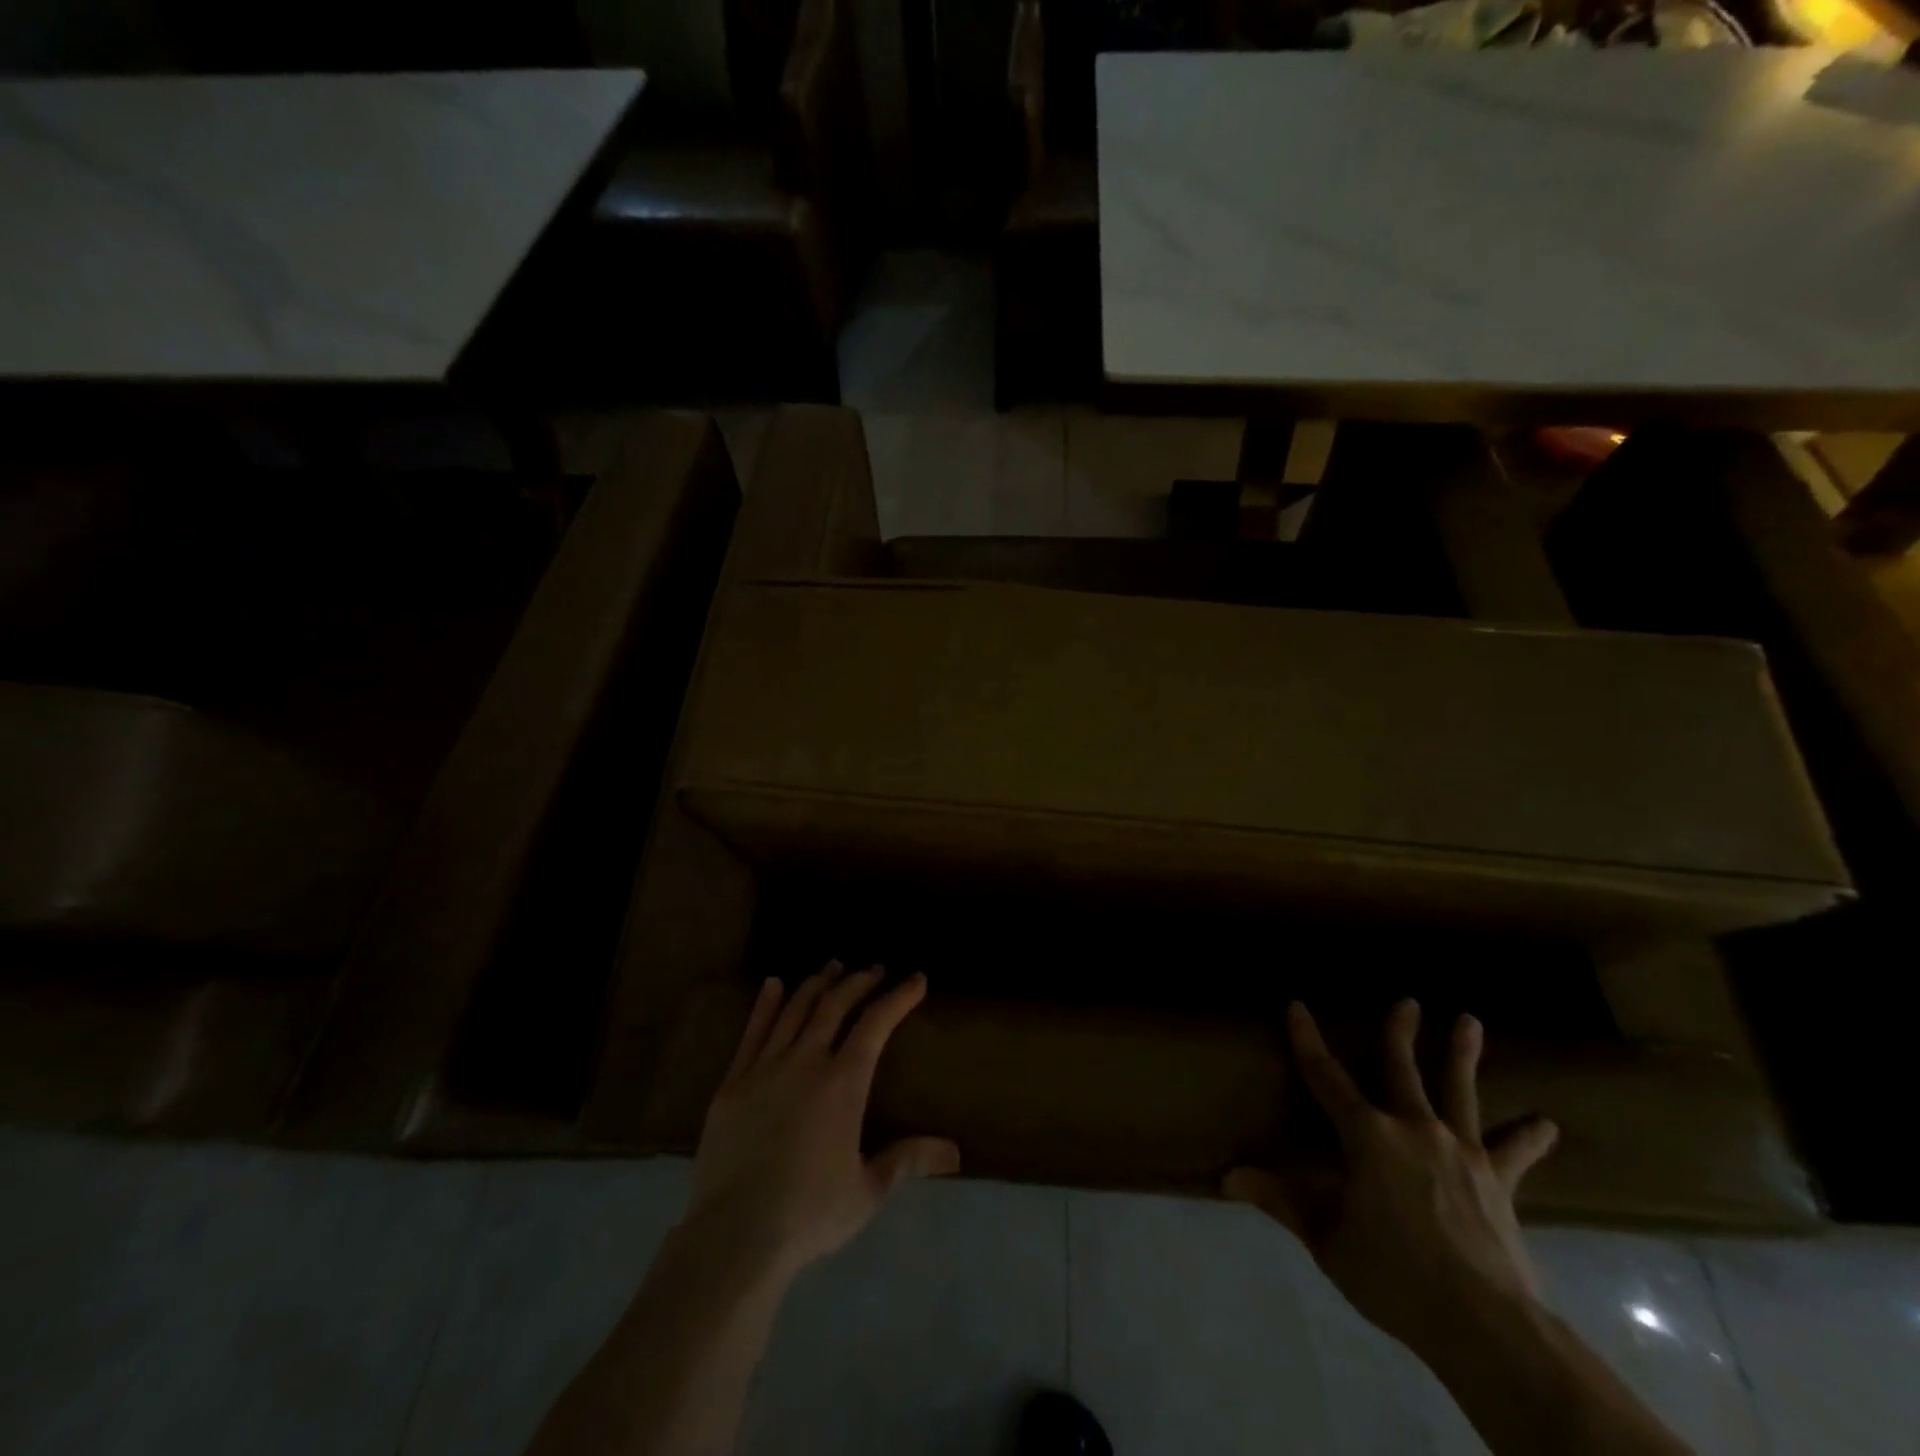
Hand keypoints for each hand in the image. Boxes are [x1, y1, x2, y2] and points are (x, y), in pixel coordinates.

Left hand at [684, 962, 960, 1280]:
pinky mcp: (733, 1083)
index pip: (876, 1024)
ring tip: (832, 967)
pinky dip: (766, 1004)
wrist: (735, 1235)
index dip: (898, 997)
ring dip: (817, 984)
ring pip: (795, 1010)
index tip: (915, 979)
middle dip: (858, 981)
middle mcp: (806, 1062)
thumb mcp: (868, 1190)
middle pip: (835, 1005)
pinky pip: (752, 1032)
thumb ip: (908, 1160)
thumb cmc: (810, 1213)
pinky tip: (774, 984)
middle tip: (874, 969)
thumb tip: (955, 1152)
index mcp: (843, 1083)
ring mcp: (765, 1068)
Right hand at [1225, 1001, 1558, 1357]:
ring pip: (1459, 1091)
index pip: (1326, 1076)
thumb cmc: (1394, 1275)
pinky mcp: (1497, 1181)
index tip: (1297, 1006)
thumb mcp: (1327, 1239)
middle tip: (1408, 1000)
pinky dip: (1529, 1138)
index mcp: (1366, 1135)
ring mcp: (1460, 1150)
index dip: (1308, 1040)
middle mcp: (1413, 1127)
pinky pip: (1513, 1152)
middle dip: (1399, 1031)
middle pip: (1402, 1068)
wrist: (1485, 1325)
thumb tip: (1226, 1178)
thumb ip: (1281, 1200)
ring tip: (1470, 1020)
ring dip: (1462, 1054)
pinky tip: (1547, 1124)